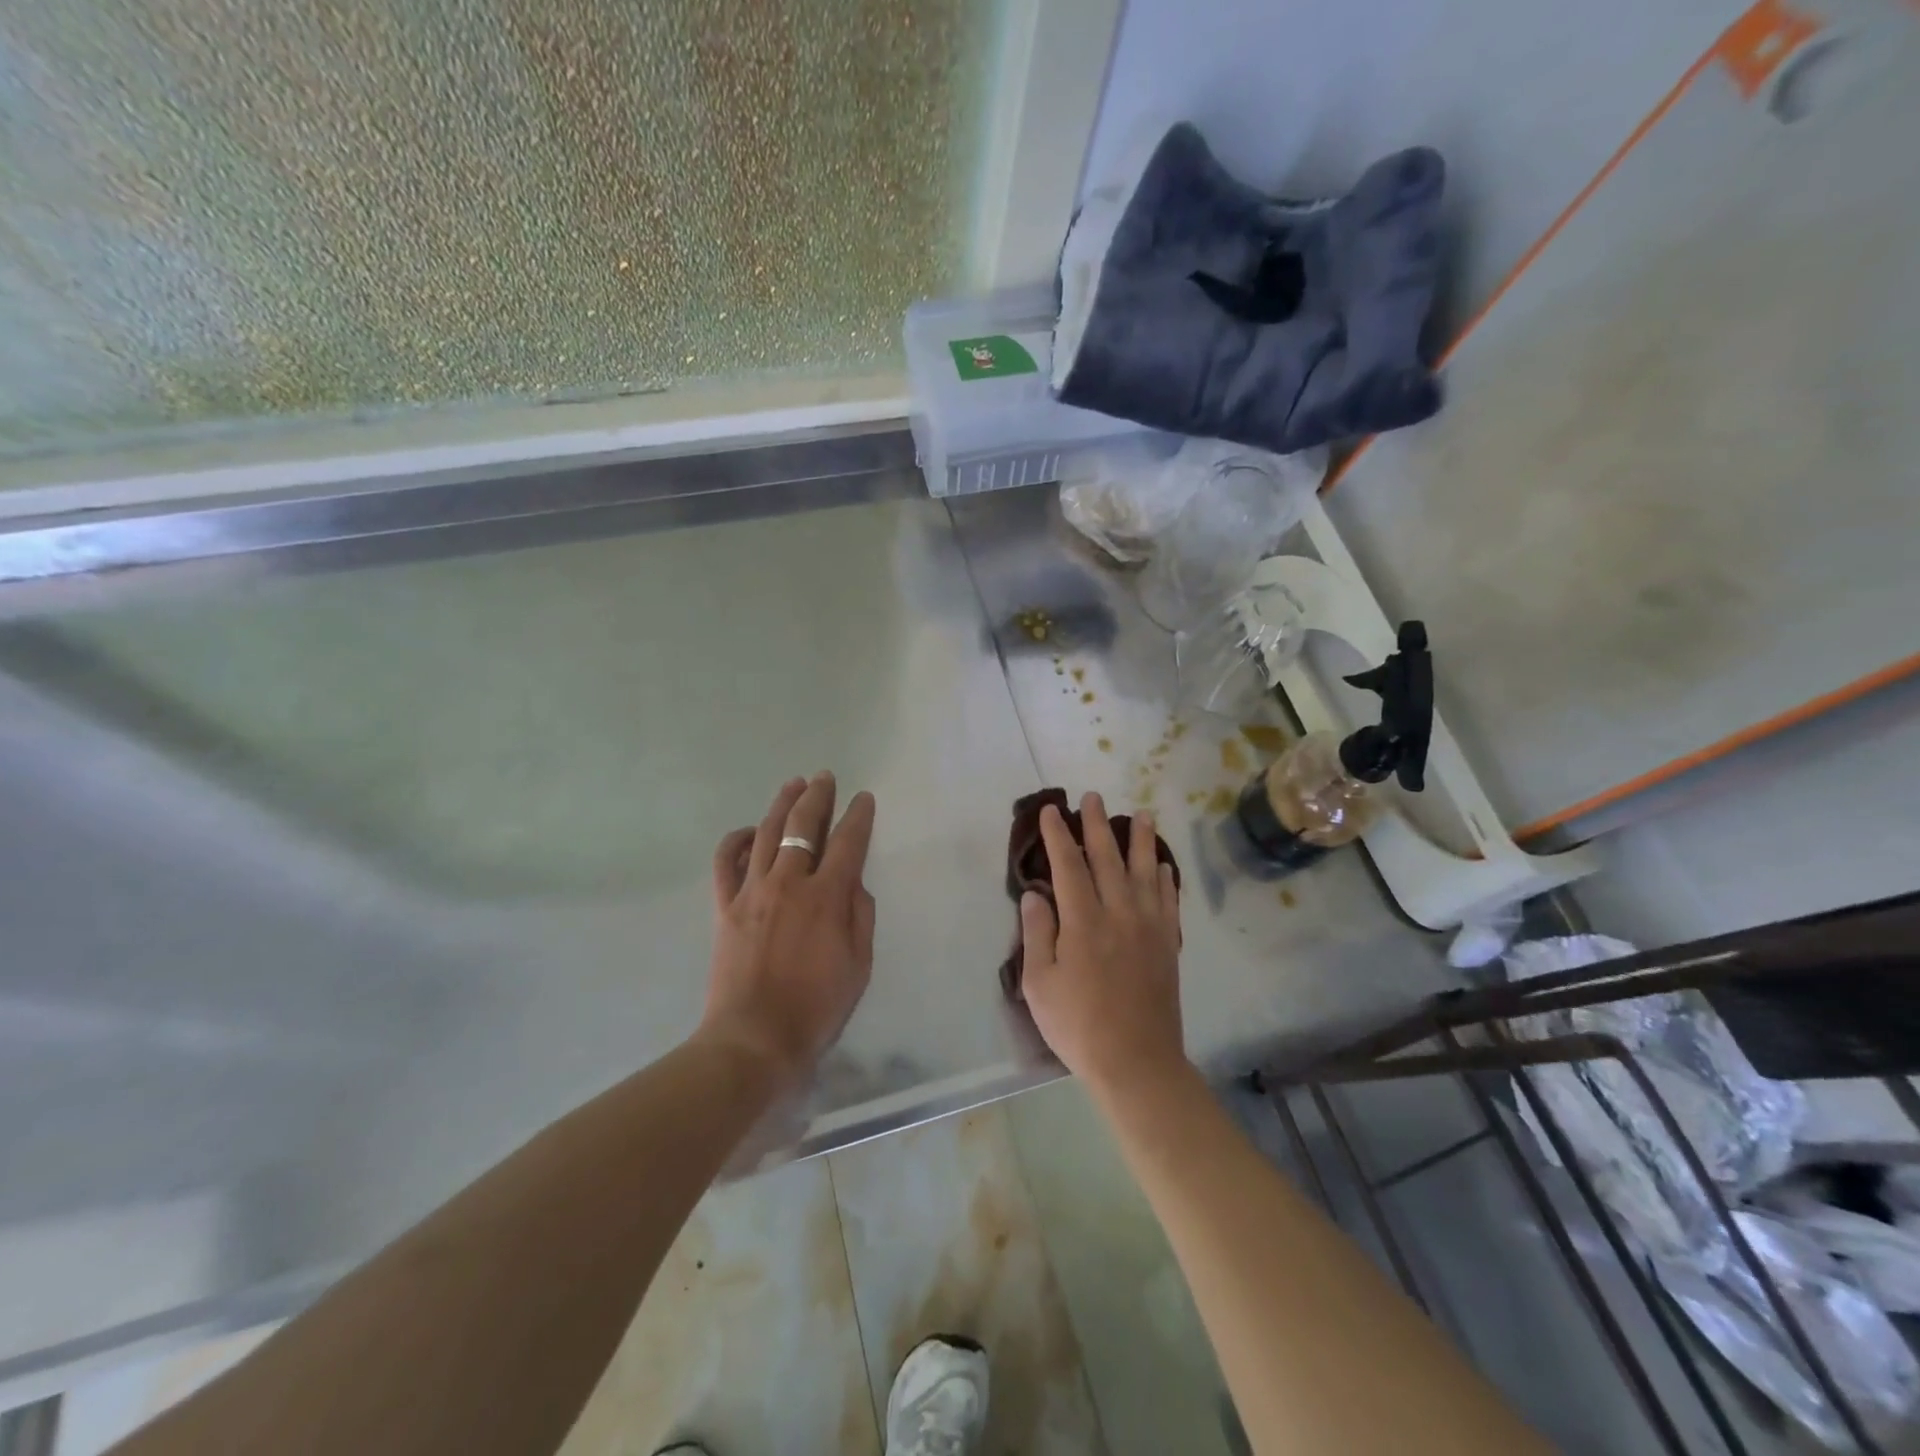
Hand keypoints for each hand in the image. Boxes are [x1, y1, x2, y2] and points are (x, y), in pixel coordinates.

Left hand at [700, 773, 876, 1091]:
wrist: (755, 1039)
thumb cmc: (817, 1007)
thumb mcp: (859, 965)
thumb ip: (860, 916)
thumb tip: (854, 882)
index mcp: (827, 896)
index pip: (847, 842)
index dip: (858, 816)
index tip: (863, 798)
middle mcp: (789, 882)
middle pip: (802, 826)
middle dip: (818, 796)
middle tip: (825, 778)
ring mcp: (752, 891)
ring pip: (765, 833)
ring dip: (782, 804)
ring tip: (794, 785)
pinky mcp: (725, 906)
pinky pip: (725, 862)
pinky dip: (735, 841)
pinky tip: (747, 830)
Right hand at [1019, 793, 1185, 1096]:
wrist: (1137, 1062)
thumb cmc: (1079, 1026)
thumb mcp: (1040, 984)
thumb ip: (1038, 934)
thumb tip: (1035, 894)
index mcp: (1083, 922)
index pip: (1068, 865)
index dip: (1058, 835)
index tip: (1051, 810)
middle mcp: (1119, 914)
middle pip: (1108, 858)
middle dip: (1098, 825)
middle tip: (1094, 797)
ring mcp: (1149, 928)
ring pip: (1145, 872)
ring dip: (1142, 841)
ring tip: (1142, 814)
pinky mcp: (1167, 945)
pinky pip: (1168, 901)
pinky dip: (1165, 878)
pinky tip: (1162, 865)